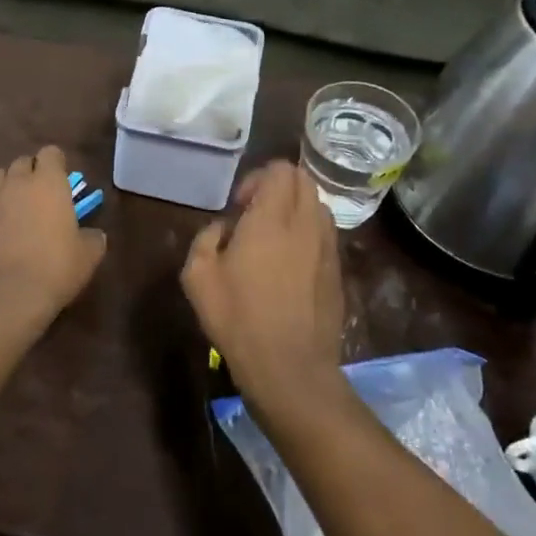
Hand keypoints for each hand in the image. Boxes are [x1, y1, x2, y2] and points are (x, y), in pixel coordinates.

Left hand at [0, 146, 105, 328]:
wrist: (9, 298)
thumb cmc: (55, 272)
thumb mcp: (88, 256)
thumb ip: (93, 237)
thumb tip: (93, 234)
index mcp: (49, 183)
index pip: (51, 153)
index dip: (56, 166)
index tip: (62, 185)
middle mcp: (16, 182)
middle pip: (22, 162)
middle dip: (31, 175)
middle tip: (39, 201)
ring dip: (4, 184)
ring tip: (10, 206)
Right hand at [181, 161, 345, 417]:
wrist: (289, 366)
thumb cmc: (238, 317)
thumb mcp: (198, 276)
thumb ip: (206, 238)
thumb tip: (223, 228)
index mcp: (271, 218)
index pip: (280, 170)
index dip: (257, 178)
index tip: (239, 206)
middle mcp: (305, 224)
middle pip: (303, 181)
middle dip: (278, 187)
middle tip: (254, 215)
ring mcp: (327, 248)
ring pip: (318, 206)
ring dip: (296, 210)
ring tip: (273, 238)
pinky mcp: (337, 272)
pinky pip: (325, 235)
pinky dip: (308, 235)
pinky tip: (288, 265)